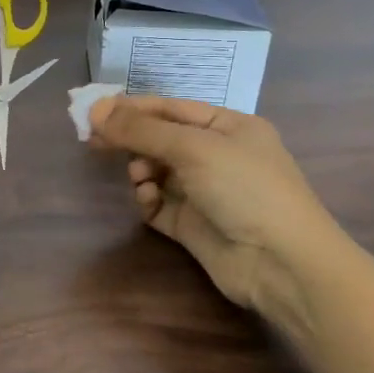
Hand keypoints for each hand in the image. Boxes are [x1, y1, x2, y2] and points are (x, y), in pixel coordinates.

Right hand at [89, 96, 345, 318]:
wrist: (281, 264)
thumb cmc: (245, 189)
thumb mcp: (193, 148)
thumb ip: (141, 130)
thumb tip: (95, 111)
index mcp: (227, 127)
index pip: (169, 109)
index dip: (130, 109)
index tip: (92, 113)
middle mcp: (216, 155)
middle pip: (159, 139)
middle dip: (130, 140)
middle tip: (94, 143)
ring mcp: (203, 191)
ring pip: (154, 171)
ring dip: (140, 171)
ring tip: (139, 179)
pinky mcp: (191, 223)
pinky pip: (157, 203)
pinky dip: (146, 199)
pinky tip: (147, 201)